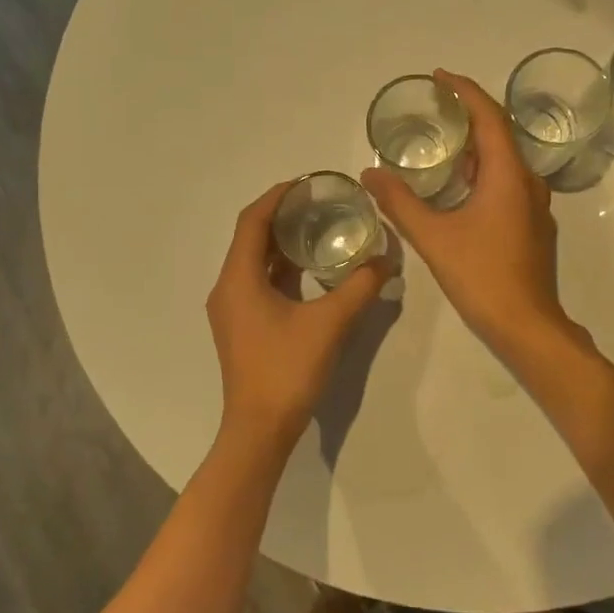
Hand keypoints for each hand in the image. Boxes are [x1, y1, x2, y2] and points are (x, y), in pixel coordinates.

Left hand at [207, 182, 392, 449]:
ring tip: (319, 229)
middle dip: (282, 217)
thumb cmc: (287, 370)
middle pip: (251, 238)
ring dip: (281, 244)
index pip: (252, 221)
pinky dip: (281, 270)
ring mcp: (232, 310)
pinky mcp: (241, 327)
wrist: (260, 429)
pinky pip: (258, 284)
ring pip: (254, 263)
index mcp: (238, 279)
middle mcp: (227, 288)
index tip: (307, 184)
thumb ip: (359, 287)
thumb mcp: (330, 324)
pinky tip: (310, 271)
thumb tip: (386, 260)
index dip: (277, 197)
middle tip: (320, 204)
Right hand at [362, 69, 574, 361]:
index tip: (440, 77)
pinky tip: (458, 186)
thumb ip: (400, 203)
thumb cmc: (482, 276)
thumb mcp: (433, 237)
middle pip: (500, 134)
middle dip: (470, 114)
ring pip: (504, 161)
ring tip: (443, 141)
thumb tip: (370, 173)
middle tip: (436, 106)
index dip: (465, 91)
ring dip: (476, 145)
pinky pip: (507, 183)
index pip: (489, 117)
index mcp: (508, 175)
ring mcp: (534, 206)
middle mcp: (528, 182)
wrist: (527, 325)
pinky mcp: (531, 226)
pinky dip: (482, 171)